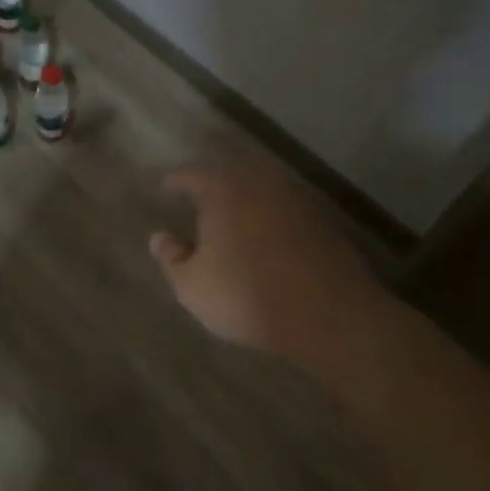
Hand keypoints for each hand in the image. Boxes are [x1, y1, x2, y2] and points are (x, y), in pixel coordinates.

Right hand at [150, 164, 417, 369]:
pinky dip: (273, 220)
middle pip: (231, 177)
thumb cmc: (247, 295)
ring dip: (246, 203)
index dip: (176, 181)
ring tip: (233, 220)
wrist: (329, 314)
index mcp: (223, 191)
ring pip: (262, 193)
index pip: (192, 176)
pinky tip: (268, 240)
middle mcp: (260, 184)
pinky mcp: (323, 222)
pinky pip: (286, 212)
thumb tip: (160, 238)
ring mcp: (296, 200)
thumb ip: (172, 259)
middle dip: (214, 187)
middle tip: (199, 201)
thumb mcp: (193, 286)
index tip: (165, 187)